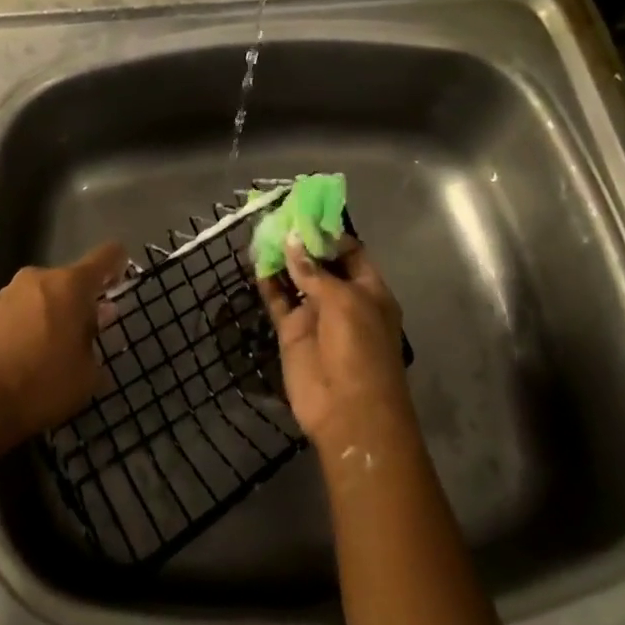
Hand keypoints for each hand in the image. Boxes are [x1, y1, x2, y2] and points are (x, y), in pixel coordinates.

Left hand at [0, 242, 124, 444]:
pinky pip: (22, 311)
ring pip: (45, 296)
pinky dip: (32, 326)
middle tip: (91, 332)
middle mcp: (40, 278)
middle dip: (83, 301)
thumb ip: (95, 343)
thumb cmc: (41, 384)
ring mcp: (9, 292)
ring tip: (59, 349)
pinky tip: (32, 356)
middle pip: (72, 280)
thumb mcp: (86, 374)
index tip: (124, 274)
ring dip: (55, 313)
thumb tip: (94, 325)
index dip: (118, 262)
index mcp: (71, 284)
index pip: (105, 256)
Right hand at [261, 237, 416, 467]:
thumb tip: (291, 241)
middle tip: (277, 215)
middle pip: (320, 262)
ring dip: (282, 258)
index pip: (350, 251)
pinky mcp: (293, 332)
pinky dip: (268, 282)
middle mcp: (343, 298)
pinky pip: (278, 300)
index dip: (329, 232)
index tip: (305, 212)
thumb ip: (314, 271)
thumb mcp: (344, 301)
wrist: (348, 411)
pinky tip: (255, 261)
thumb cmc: (360, 349)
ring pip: (296, 278)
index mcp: (369, 289)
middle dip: (301, 241)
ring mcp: (316, 315)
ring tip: (262, 231)